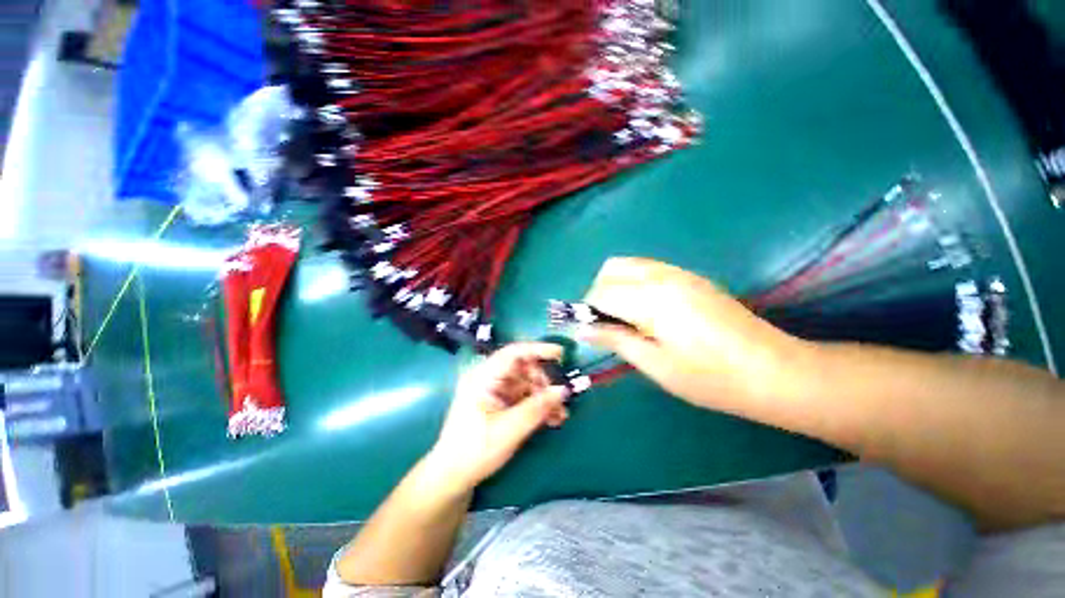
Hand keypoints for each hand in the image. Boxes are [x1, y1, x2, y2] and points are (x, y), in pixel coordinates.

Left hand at [429, 342, 570, 490]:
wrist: (452, 477)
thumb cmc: (474, 451)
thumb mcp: (509, 430)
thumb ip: (537, 408)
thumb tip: (564, 390)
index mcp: (483, 377)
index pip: (513, 353)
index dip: (538, 349)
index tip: (561, 354)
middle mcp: (489, 378)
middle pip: (523, 368)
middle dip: (544, 381)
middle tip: (561, 398)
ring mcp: (494, 390)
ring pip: (526, 383)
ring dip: (545, 396)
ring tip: (561, 414)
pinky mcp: (500, 403)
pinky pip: (524, 396)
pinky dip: (538, 405)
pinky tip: (552, 419)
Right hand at [579, 257, 810, 411]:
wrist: (774, 371)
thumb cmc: (711, 378)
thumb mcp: (656, 364)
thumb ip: (615, 340)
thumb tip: (582, 330)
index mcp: (652, 299)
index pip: (602, 292)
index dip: (587, 310)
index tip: (587, 331)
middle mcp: (663, 276)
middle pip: (612, 268)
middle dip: (599, 292)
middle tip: (605, 322)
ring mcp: (680, 273)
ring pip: (630, 264)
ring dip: (616, 285)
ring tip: (623, 318)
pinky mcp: (692, 277)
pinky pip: (649, 269)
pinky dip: (634, 283)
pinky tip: (646, 311)